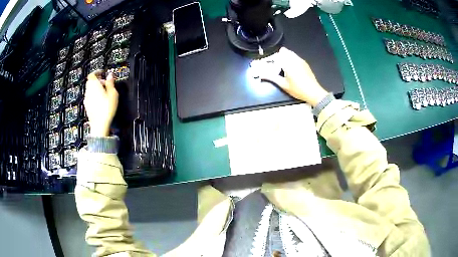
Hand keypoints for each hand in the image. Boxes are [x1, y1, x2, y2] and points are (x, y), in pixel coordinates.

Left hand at [84, 71, 118, 136]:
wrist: (99, 125)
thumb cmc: (106, 109)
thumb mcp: (113, 93)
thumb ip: (110, 83)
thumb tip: (110, 75)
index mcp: (94, 85)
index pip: (92, 74)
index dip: (97, 72)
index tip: (102, 73)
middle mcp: (88, 91)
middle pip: (91, 82)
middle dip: (98, 81)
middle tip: (106, 84)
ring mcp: (86, 99)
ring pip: (90, 90)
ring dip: (96, 89)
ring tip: (104, 94)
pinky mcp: (87, 107)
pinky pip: (90, 97)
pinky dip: (94, 96)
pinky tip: (101, 102)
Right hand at [261, 47, 328, 106]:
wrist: (314, 92)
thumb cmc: (298, 90)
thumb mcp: (283, 85)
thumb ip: (272, 78)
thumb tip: (262, 75)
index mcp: (288, 63)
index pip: (276, 56)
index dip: (270, 59)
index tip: (265, 63)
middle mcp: (294, 59)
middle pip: (283, 52)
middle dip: (277, 56)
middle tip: (273, 63)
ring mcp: (300, 60)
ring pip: (290, 53)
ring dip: (284, 56)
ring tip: (281, 64)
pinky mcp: (304, 63)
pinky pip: (295, 56)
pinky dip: (290, 58)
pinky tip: (290, 66)